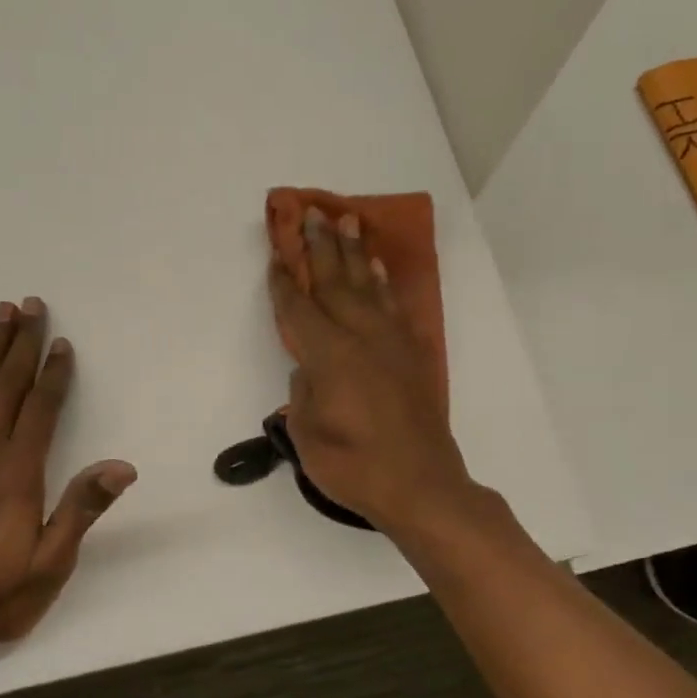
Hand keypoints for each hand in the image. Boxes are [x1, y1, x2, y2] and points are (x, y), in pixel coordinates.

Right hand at [267, 210, 476, 534]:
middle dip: (320, 246)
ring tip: (348, 221)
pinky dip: (385, 283)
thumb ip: (303, 393)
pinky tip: (378, 269)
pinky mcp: (412, 356)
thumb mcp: (309, 434)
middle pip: (336, 282)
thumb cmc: (354, 467)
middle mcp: (361, 338)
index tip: (276, 256)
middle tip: (312, 211)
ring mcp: (391, 344)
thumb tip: (309, 368)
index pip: (299, 310)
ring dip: (356, 252)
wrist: (420, 485)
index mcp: (329, 356)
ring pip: (369, 286)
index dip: (284, 283)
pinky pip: (396, 306)